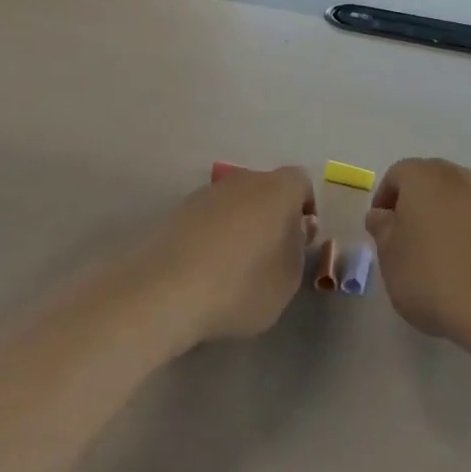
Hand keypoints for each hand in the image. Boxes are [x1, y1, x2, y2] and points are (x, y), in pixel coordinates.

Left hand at [152, 167, 317, 342]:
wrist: (165, 291)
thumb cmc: (241, 285)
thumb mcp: (288, 280)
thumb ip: (297, 250)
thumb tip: (292, 231)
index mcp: (277, 189)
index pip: (301, 183)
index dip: (305, 207)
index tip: (301, 239)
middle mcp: (243, 181)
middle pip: (266, 189)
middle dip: (272, 214)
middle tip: (271, 252)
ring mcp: (206, 193)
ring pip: (235, 202)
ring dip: (241, 224)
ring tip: (236, 265)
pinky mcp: (178, 211)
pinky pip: (209, 217)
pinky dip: (214, 234)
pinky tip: (207, 267)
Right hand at [366, 159, 470, 344]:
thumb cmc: (434, 276)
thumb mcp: (390, 258)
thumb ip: (382, 230)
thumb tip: (383, 215)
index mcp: (424, 177)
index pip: (397, 175)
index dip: (385, 200)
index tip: (382, 231)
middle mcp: (461, 177)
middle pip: (433, 183)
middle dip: (419, 207)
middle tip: (410, 244)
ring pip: (463, 202)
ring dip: (450, 221)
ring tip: (446, 261)